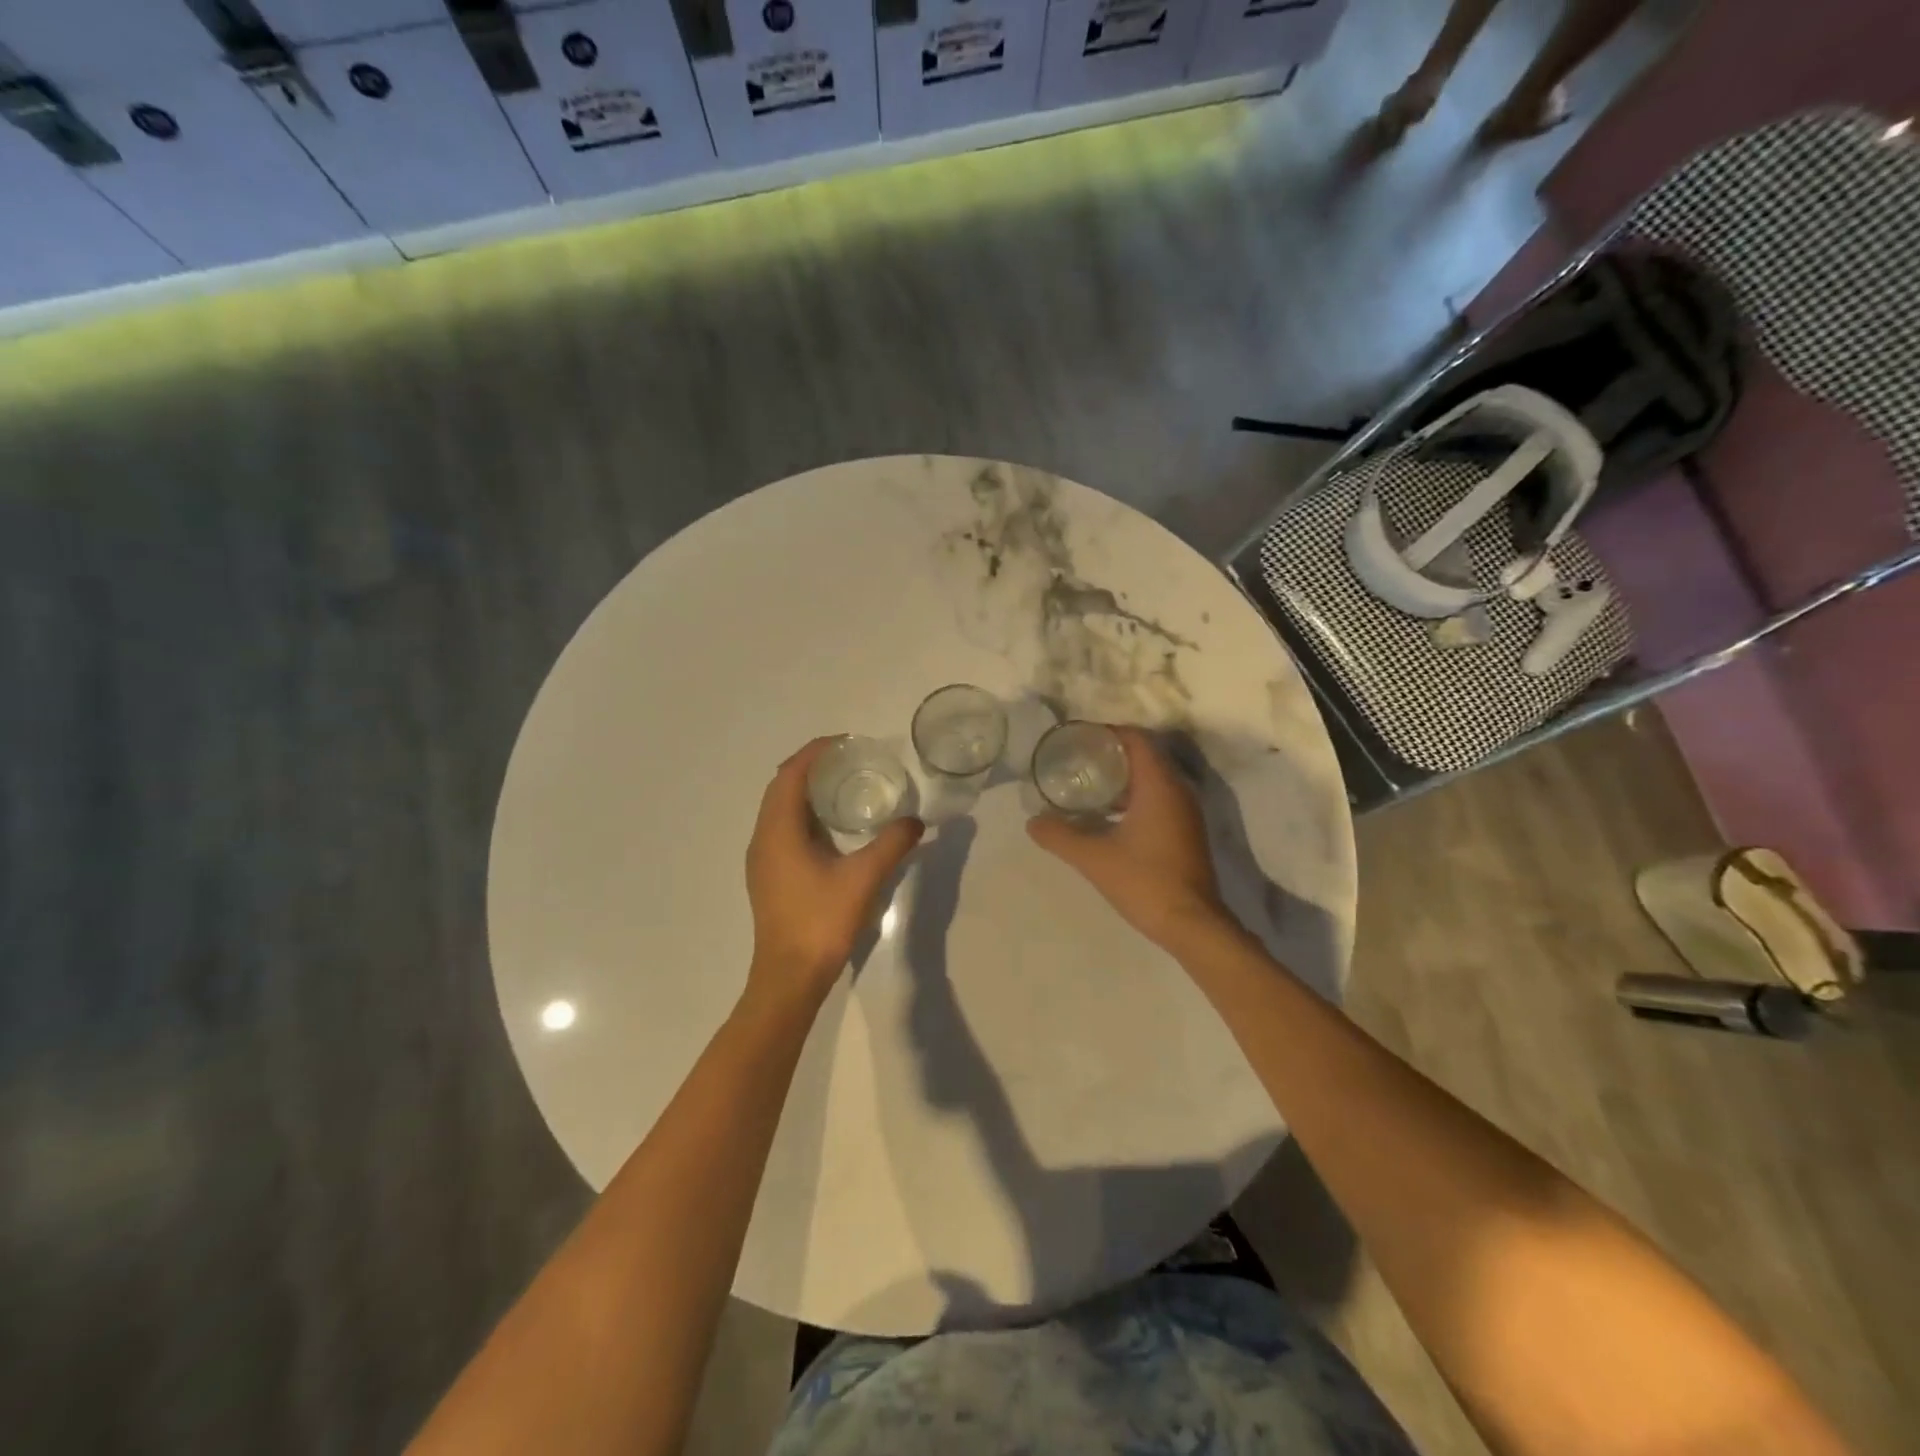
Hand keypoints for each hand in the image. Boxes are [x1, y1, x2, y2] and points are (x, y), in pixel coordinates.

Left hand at [745, 738, 924, 1005]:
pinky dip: (804, 814)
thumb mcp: (864, 878)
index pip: (790, 774)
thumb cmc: (821, 921)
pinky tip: (833, 827)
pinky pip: (782, 828)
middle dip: (812, 767)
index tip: (846, 742)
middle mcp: (763, 838)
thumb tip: (916, 821)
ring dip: (807, 791)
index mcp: (778, 831)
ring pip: (780, 809)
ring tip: (845, 785)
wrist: (789, 977)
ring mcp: (762, 859)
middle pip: (781, 787)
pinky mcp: (768, 875)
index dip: (815, 752)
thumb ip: (892, 844)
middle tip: (850, 760)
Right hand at [1026, 726, 1227, 948]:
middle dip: (1111, 754)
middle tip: (1077, 759)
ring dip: (1122, 778)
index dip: (1108, 732)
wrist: (1191, 925)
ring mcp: (1186, 813)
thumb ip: (1059, 836)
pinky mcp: (1186, 832)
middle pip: (1144, 756)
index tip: (1079, 738)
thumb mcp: (1093, 857)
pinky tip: (1108, 816)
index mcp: (1159, 785)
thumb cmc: (1144, 881)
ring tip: (1087, 785)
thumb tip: (1032, 822)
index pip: (1136, 739)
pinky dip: (1134, 797)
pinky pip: (1158, 799)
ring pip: (1152, 779)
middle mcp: (1178, 791)